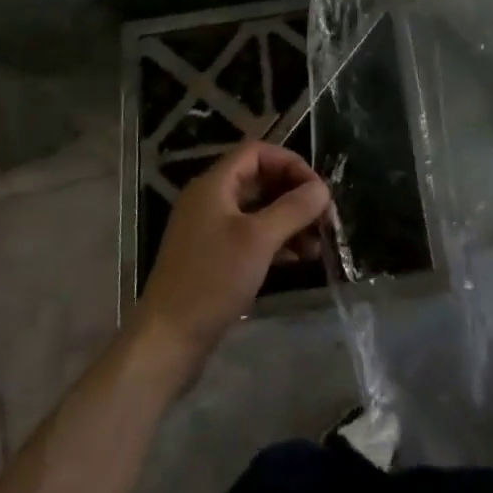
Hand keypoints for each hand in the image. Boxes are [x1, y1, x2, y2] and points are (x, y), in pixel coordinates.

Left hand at [131, 142, 330, 384]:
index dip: (290, 163)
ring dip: (289, 220)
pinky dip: (276, 241)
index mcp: (214, 184)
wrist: (168, 340)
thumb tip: (322, 189)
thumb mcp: (258, 240)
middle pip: (259, 180)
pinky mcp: (214, 257)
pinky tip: (299, 259)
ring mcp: (210, 229)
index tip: (317, 189)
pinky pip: (251, 235)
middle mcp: (210, 200)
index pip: (257, 152)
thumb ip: (292, 209)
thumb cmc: (212, 280)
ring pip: (258, 210)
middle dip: (294, 194)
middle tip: (324, 217)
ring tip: (318, 243)